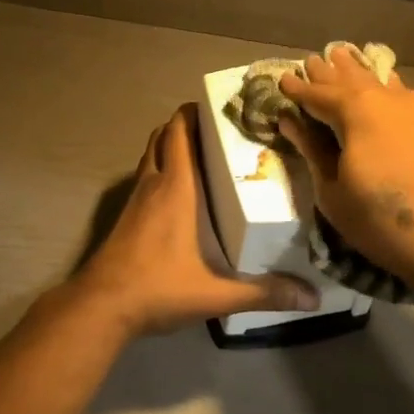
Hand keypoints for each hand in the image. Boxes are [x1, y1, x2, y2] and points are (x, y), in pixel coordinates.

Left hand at [70, 105, 318, 336]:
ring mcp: (134, 200)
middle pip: (163, 137)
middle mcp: (152, 184)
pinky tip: (180, 195)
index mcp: (175, 187)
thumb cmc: (158, 287)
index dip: (194, 112)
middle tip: (219, 131)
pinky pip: (144, 179)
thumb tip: (312, 298)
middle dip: (185, 126)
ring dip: (170, 148)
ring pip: (150, 156)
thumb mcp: (216, 293)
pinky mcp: (125, 217)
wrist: (101, 306)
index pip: (179, 132)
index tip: (221, 107)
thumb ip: (263, 293)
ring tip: (204, 157)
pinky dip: (160, 172)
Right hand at [277, 48, 413, 297]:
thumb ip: (313, 150)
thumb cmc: (383, 220)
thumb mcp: (333, 191)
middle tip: (311, 60)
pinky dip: (384, 86)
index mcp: (355, 110)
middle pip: (350, 79)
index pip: (317, 93)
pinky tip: (385, 87)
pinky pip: (401, 93)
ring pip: (379, 81)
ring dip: (358, 72)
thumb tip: (291, 121)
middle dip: (328, 72)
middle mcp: (386, 99)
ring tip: (344, 57)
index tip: (280, 81)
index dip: (297, 89)